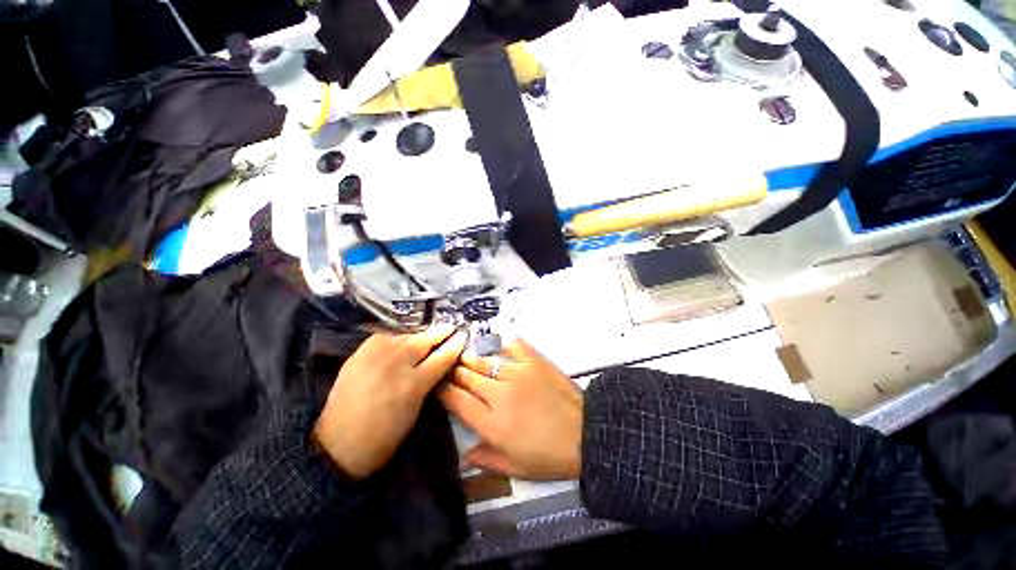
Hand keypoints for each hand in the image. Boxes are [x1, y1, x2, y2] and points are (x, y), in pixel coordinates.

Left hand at [313, 325, 465, 479]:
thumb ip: (428, 383)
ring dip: (419, 334)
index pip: (442, 357)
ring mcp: (376, 355)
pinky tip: (402, 338)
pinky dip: (397, 336)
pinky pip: (384, 337)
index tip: (462, 336)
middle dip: (440, 332)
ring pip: (405, 335)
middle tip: (450, 326)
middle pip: (424, 340)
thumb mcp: (416, 411)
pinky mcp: (359, 353)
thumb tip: (439, 364)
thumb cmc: (385, 436)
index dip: (455, 345)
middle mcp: (397, 364)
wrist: (338, 444)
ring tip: (428, 331)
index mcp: (414, 384)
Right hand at [439, 338, 582, 479]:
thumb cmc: (549, 456)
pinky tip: (500, 347)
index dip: (443, 390)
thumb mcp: (516, 468)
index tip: (437, 384)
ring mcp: (516, 373)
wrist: (586, 433)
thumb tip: (465, 452)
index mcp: (491, 423)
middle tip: (449, 367)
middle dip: (453, 371)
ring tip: (465, 355)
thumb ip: (487, 458)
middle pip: (466, 375)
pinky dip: (504, 345)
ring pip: (483, 359)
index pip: (456, 400)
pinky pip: (512, 345)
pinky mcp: (533, 360)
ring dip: (471, 357)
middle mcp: (498, 393)